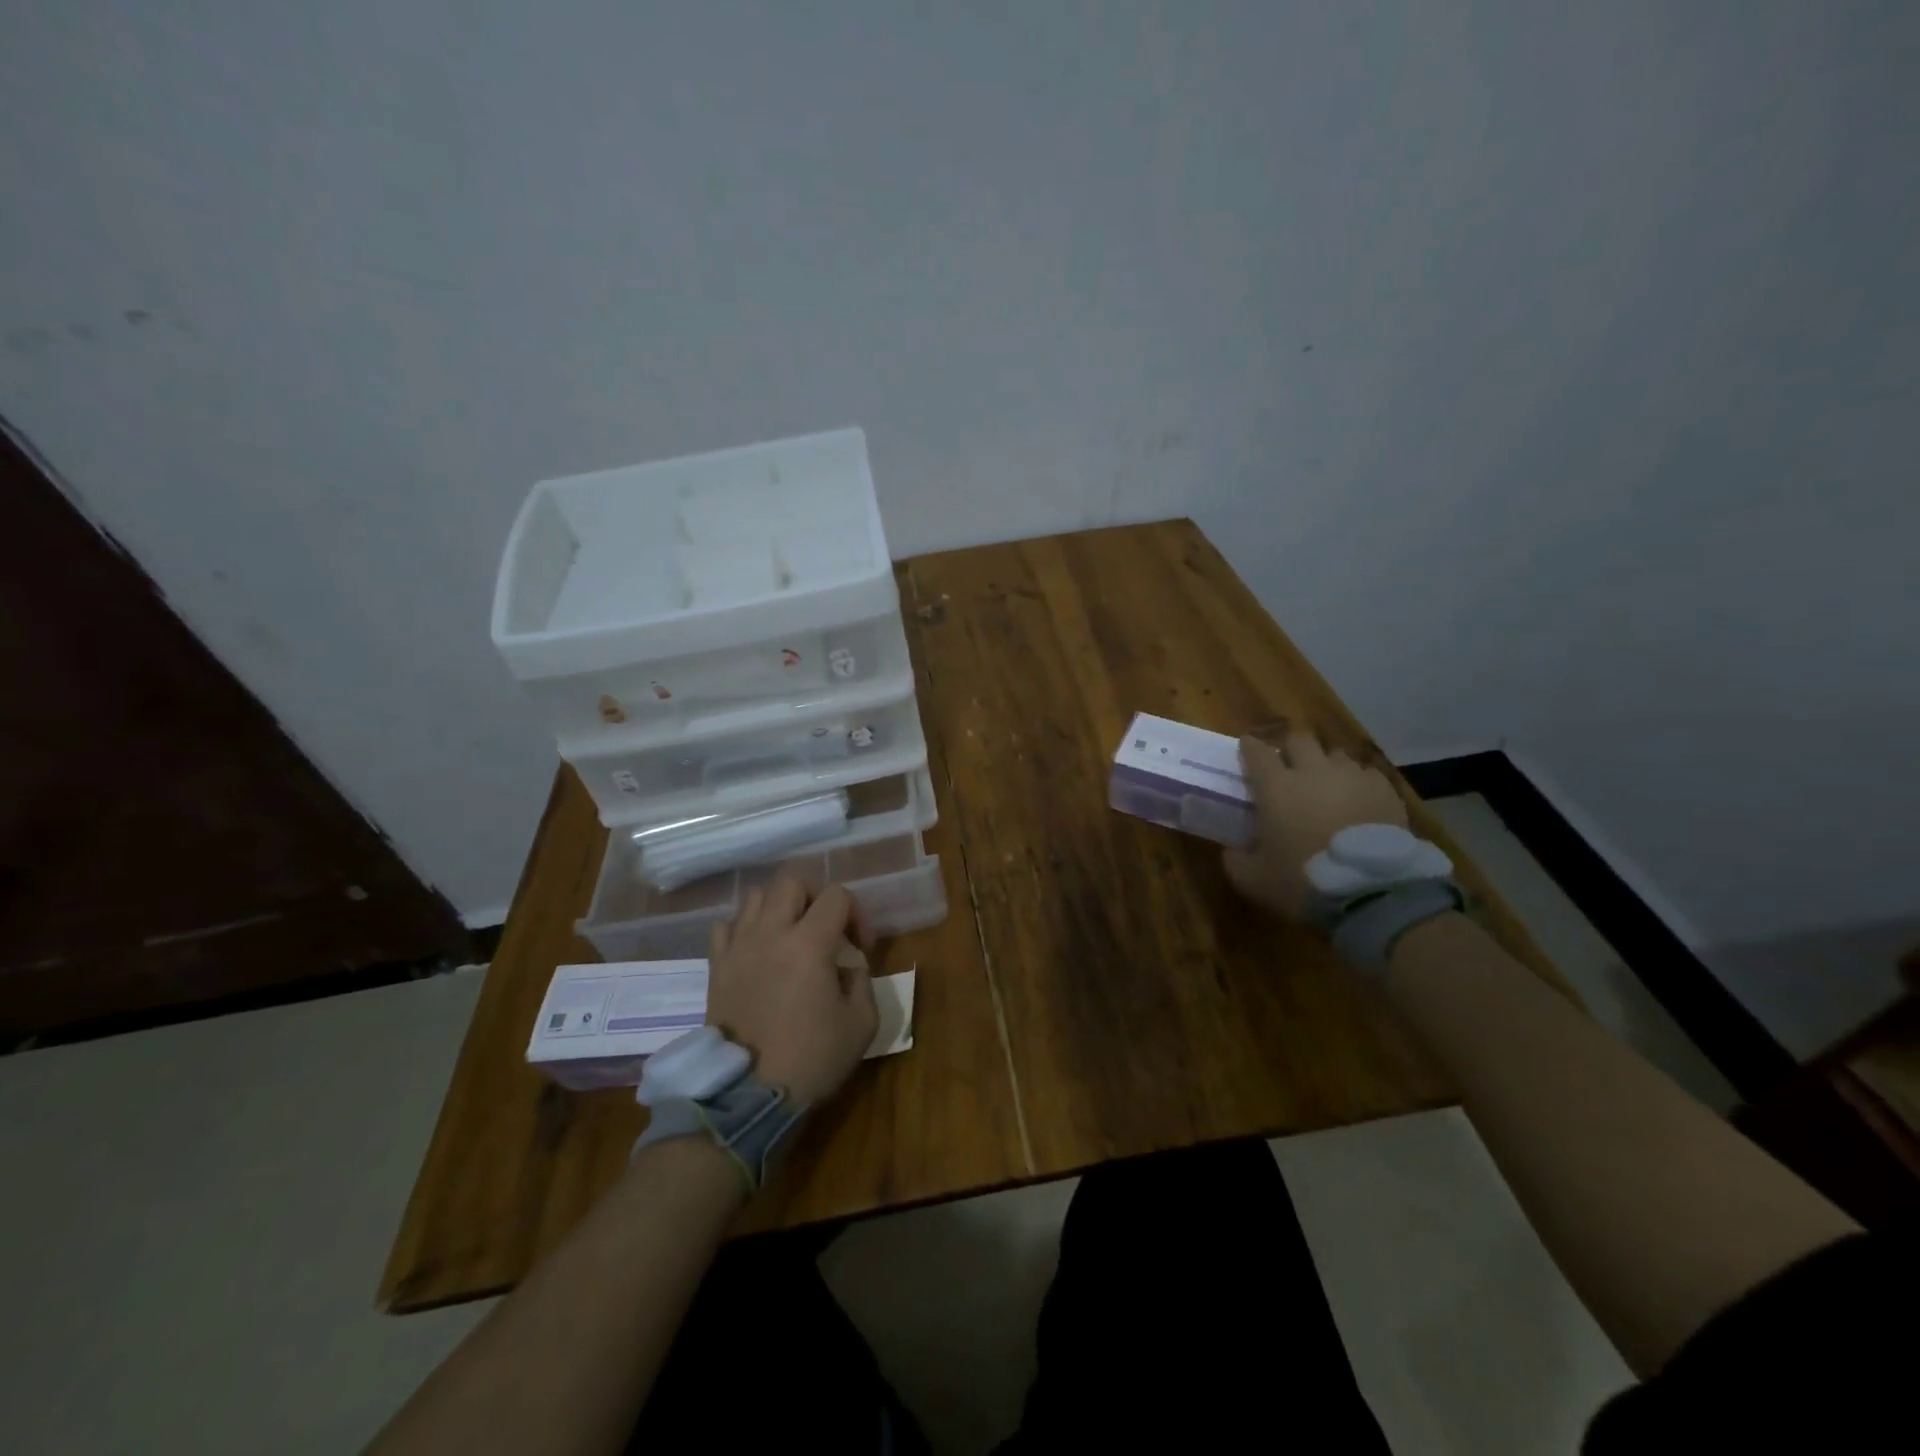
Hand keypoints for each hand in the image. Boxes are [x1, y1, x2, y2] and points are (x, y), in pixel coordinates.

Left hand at [706, 871, 877, 1105]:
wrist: (747, 1096)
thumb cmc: (811, 1059)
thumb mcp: (861, 1024)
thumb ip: (862, 981)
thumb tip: (847, 965)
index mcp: (809, 943)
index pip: (837, 895)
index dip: (857, 913)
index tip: (861, 947)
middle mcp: (770, 933)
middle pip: (792, 880)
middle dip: (817, 893)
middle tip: (826, 924)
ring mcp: (738, 947)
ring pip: (756, 896)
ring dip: (779, 906)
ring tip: (791, 934)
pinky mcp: (716, 966)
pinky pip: (726, 925)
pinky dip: (744, 927)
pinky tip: (758, 950)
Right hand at [1223, 729, 1408, 920]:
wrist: (1373, 892)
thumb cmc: (1303, 880)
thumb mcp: (1253, 880)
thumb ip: (1235, 860)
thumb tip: (1232, 850)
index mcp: (1276, 787)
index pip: (1256, 752)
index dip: (1250, 747)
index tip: (1247, 747)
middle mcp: (1312, 771)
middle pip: (1299, 740)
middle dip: (1291, 748)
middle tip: (1288, 766)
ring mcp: (1352, 777)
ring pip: (1335, 754)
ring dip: (1326, 765)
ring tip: (1327, 785)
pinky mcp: (1385, 790)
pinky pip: (1367, 774)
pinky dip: (1358, 783)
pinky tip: (1358, 800)